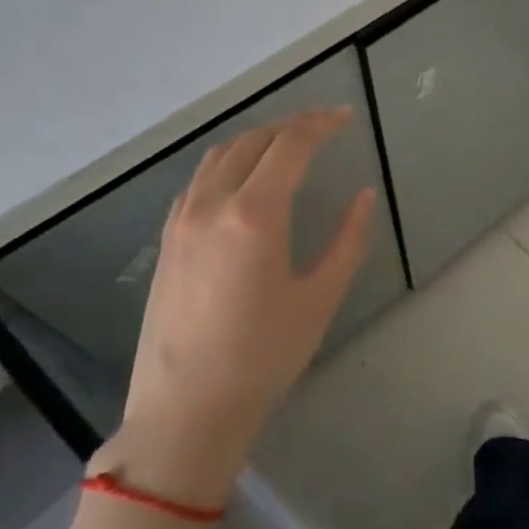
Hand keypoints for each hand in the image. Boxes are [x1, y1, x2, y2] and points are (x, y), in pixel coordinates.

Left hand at [105, 109, 374, 507]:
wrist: (185, 411)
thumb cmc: (263, 357)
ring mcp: (182, 221)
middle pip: (252, 141)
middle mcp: (212, 205)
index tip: (345, 118)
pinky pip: (199, 181)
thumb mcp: (319, 299)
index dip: (320, 124)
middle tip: (324, 127)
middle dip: (291, 126)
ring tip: (288, 146)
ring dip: (257, 140)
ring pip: (219, 156)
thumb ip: (347, 240)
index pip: (290, 146)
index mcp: (254, 215)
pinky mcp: (167, 241)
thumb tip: (361, 196)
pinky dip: (228, 163)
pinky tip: (244, 181)